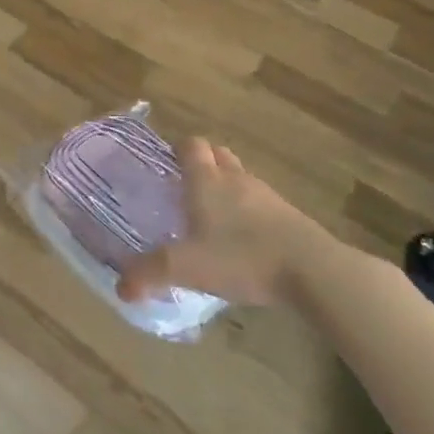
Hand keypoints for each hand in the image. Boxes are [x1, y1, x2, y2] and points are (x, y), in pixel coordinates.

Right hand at [117, 138, 335, 306]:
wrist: (313, 271)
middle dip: (204, 164)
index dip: (178, 149)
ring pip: (241, 179)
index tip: (167, 164)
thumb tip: (120, 288)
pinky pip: (262, 204)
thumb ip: (149, 274)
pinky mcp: (290, 218)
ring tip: (213, 216)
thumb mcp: (186, 268)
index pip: (191, 146)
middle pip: (218, 155)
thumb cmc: (242, 257)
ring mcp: (267, 197)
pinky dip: (250, 213)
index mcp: (207, 182)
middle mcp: (236, 180)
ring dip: (228, 188)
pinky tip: (244, 241)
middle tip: (186, 188)